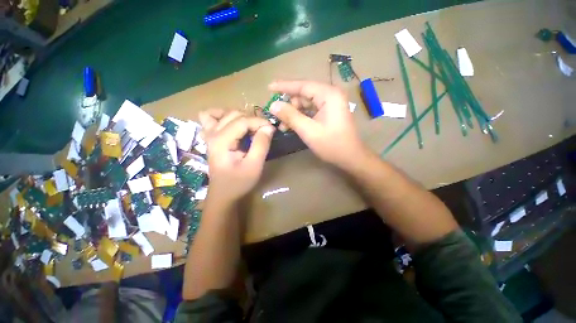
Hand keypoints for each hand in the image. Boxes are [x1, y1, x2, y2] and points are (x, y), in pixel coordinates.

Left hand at [199, 109, 274, 203]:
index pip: (242, 121)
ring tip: (251, 127)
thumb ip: (261, 145)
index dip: (259, 122)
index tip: (272, 128)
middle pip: (234, 114)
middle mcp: (212, 134)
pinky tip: (232, 124)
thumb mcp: (254, 166)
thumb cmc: (239, 183)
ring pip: (223, 113)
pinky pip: (211, 118)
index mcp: (221, 141)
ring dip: (240, 116)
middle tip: (264, 130)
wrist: (223, 195)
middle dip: (252, 119)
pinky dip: (222, 116)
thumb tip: (268, 127)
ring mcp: (209, 135)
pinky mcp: (210, 138)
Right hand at [268, 80, 365, 168]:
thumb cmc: (331, 144)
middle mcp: (330, 95)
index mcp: (329, 95)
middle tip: (276, 117)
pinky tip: (292, 126)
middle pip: (303, 95)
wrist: (350, 157)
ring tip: (283, 126)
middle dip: (289, 106)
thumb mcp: (308, 130)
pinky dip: (300, 118)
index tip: (269, 87)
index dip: (284, 86)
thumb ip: (290, 116)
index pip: (302, 85)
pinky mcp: (329, 113)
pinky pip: (311, 111)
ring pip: (306, 104)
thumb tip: (273, 105)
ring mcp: (330, 105)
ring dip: (293, 114)